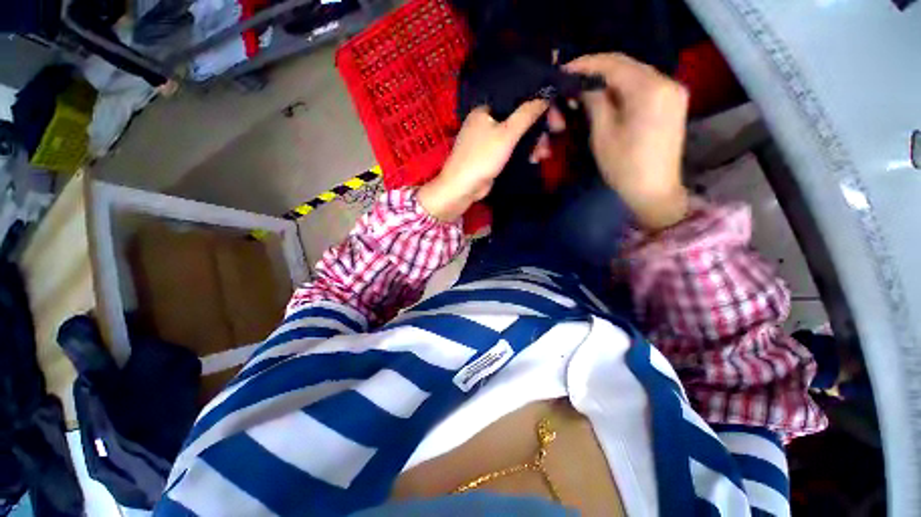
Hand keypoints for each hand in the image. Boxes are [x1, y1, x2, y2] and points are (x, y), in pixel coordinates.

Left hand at [418, 99, 548, 220]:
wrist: (462, 188)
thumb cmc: (482, 157)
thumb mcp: (506, 134)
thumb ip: (526, 114)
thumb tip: (545, 95)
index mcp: (485, 110)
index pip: (516, 99)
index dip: (538, 105)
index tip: (555, 115)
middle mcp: (486, 122)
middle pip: (518, 118)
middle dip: (538, 128)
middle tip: (556, 133)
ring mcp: (487, 140)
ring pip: (515, 135)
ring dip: (532, 142)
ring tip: (544, 154)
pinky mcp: (490, 156)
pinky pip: (510, 149)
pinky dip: (522, 152)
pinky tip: (533, 159)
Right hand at [565, 53, 689, 230]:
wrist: (654, 190)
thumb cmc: (624, 166)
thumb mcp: (603, 133)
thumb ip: (594, 101)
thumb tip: (581, 84)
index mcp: (650, 89)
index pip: (613, 64)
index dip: (586, 64)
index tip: (564, 70)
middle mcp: (666, 81)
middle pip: (626, 65)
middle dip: (596, 70)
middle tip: (571, 79)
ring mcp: (673, 90)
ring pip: (634, 73)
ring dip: (608, 78)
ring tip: (584, 87)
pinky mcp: (672, 101)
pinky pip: (643, 84)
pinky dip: (622, 86)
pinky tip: (606, 95)